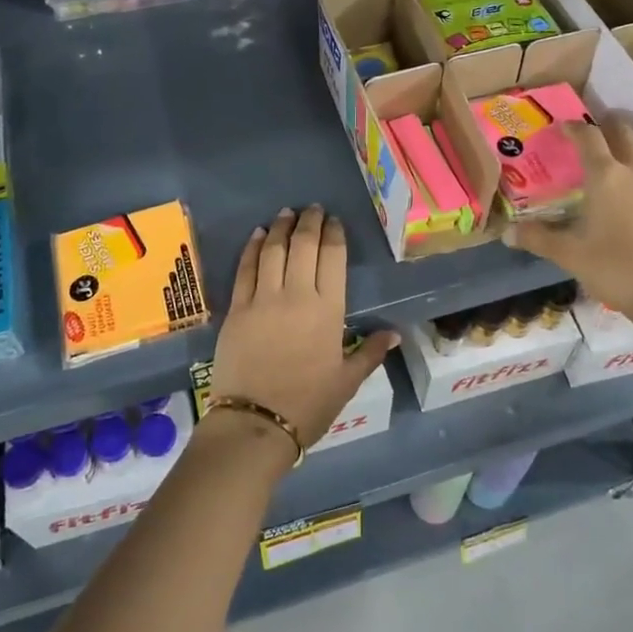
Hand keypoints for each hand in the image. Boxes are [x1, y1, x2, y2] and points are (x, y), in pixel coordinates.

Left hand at [210, 205, 397, 455]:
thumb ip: (371, 352)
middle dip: (309, 222)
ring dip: (281, 227)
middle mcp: (297, 295)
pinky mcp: (237, 308)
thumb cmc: (308, 405)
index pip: (333, 258)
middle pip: (303, 246)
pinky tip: (258, 235)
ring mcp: (263, 299)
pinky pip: (245, 269)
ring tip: (287, 213)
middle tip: (312, 209)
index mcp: (328, 310)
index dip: (334, 234)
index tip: (334, 221)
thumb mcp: (347, 381)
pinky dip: (252, 248)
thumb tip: (395, 333)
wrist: (256, 423)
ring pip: (273, 250)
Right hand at [505, 119, 632, 322]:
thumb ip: (538, 238)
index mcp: (607, 175)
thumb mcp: (570, 255)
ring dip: (626, 142)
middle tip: (587, 132)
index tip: (559, 127)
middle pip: (623, 131)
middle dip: (604, 125)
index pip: (588, 136)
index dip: (572, 127)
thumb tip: (506, 233)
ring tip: (609, 153)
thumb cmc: (617, 268)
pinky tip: (630, 184)